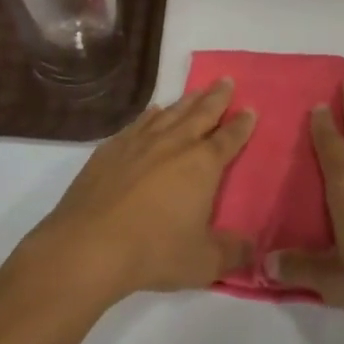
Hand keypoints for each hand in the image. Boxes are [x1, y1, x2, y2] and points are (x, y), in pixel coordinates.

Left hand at [26, 78, 257, 304]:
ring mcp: (140, 143)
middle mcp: (174, 144)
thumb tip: (255, 249)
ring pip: (170, 113)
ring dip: (186, 101)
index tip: (251, 109)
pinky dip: (151, 115)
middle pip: (201, 113)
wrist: (89, 246)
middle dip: (217, 97)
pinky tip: (153, 112)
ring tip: (196, 91)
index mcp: (202, 165)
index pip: (229, 139)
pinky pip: (138, 123)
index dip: (242, 125)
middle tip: (226, 80)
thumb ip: (233, 253)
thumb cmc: (154, 252)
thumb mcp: (203, 262)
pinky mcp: (111, 149)